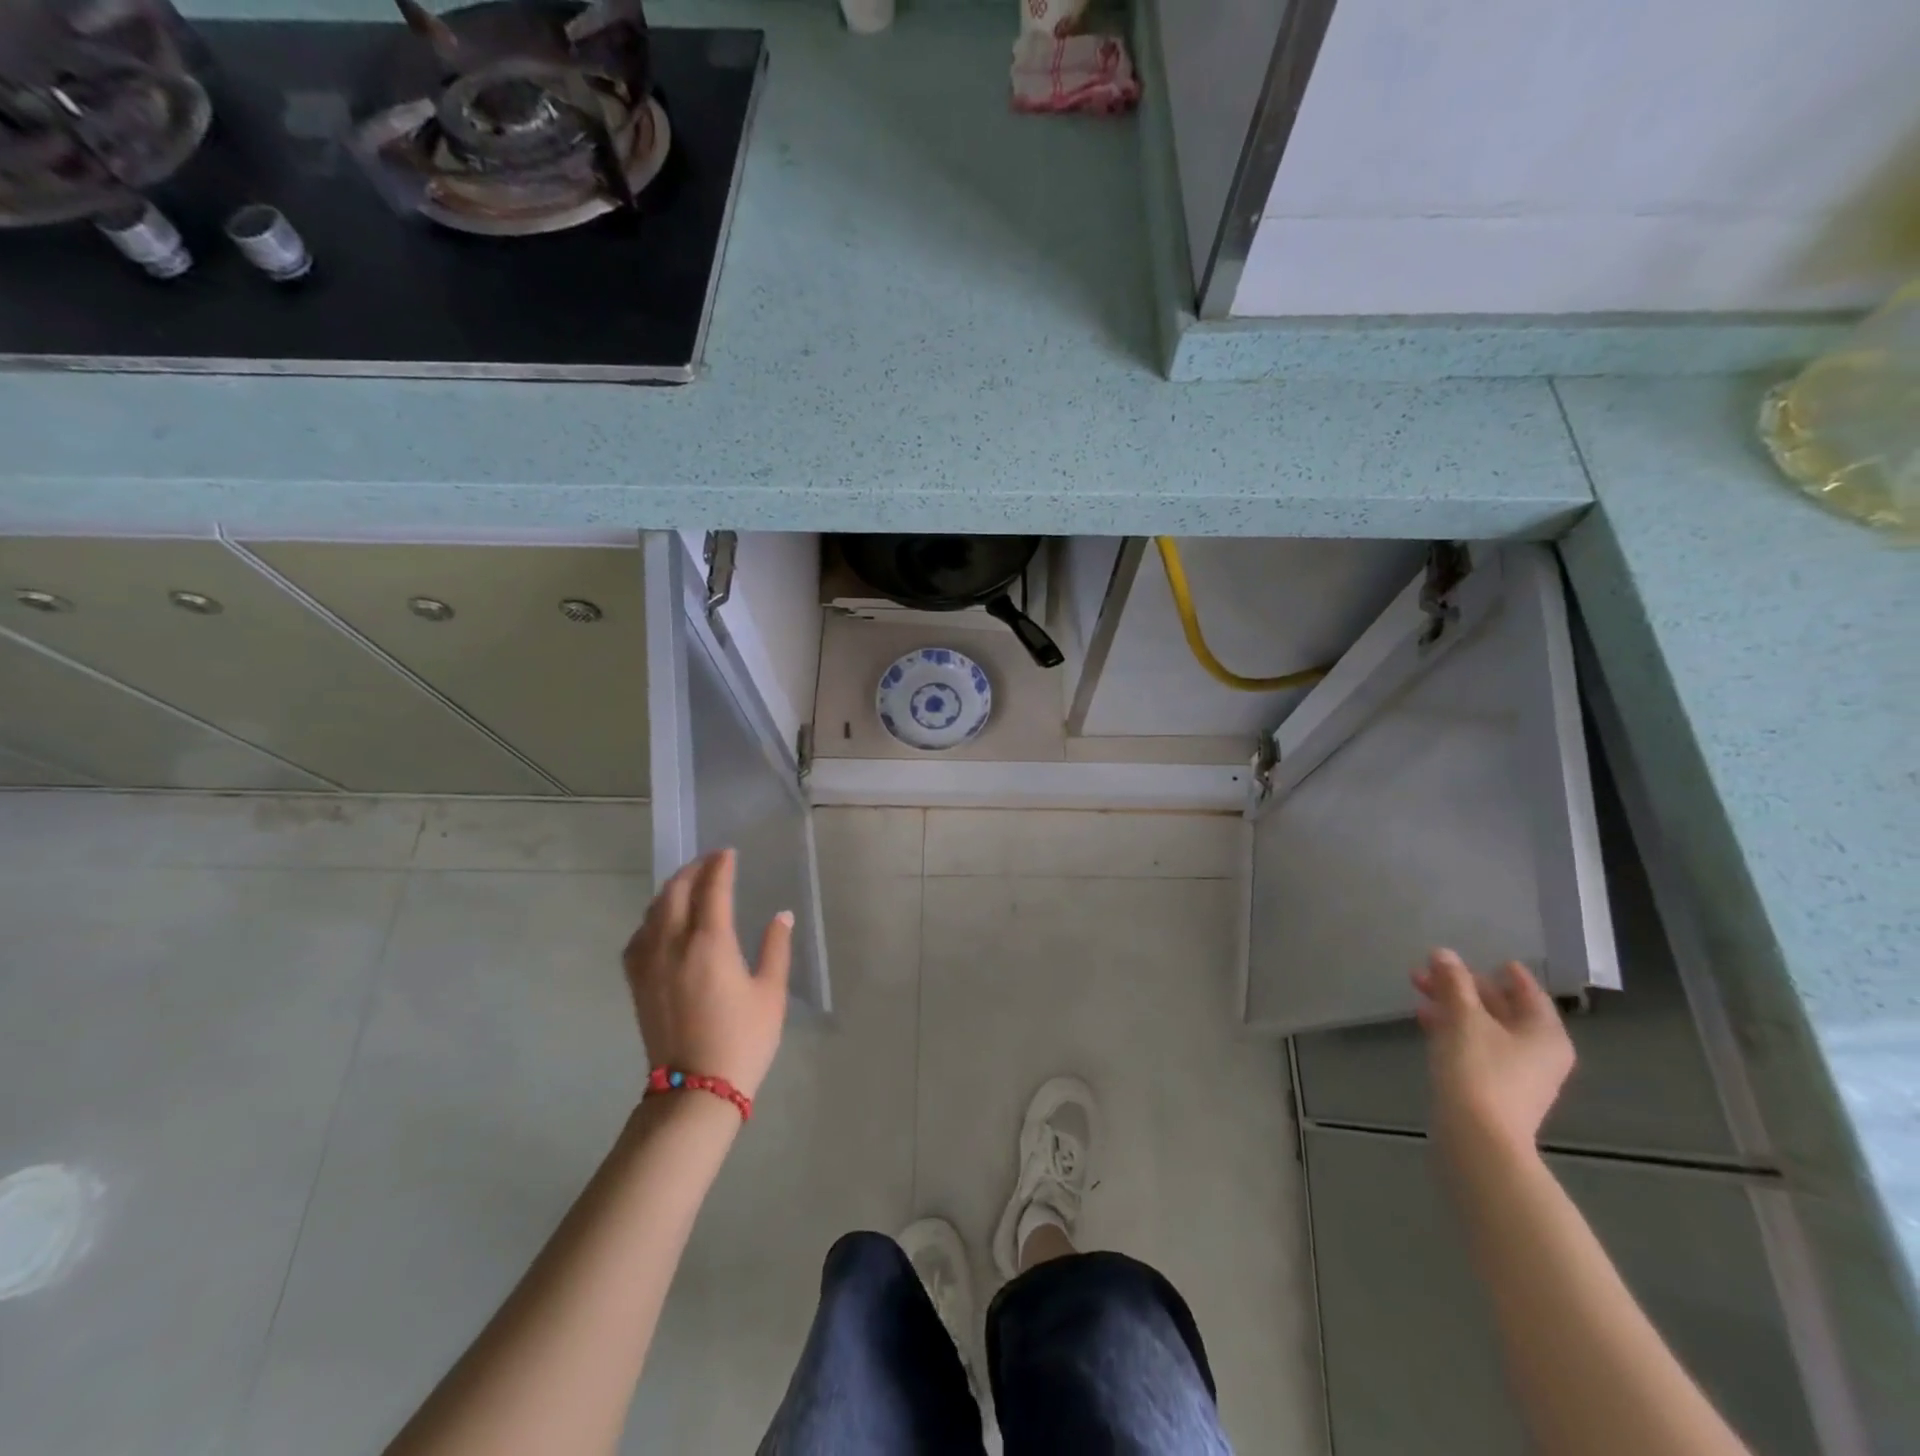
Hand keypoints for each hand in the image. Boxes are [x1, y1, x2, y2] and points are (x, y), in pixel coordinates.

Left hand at [622, 849, 792, 1098]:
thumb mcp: (771, 993)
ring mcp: (650, 964)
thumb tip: (781, 915)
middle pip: (676, 892)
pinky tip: (659, 923)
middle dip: (692, 870)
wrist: (696, 1089)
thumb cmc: (743, 1039)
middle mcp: (674, 945)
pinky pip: (638, 938)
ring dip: (670, 890)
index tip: (728, 853)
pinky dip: (651, 919)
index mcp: (710, 943)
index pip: (712, 889)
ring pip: (653, 912)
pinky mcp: (637, 983)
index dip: (720, 866)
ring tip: (686, 884)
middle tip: (709, 862)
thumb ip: (775, 948)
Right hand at [1413, 949, 1573, 1153]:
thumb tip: (1443, 954)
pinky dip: (1453, 1030)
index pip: (1528, 992)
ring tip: (1418, 990)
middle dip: (1465, 987)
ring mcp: (1518, 1073)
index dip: (1508, 973)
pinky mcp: (1494, 1088)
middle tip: (1429, 969)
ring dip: (1453, 1007)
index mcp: (1544, 1032)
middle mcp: (1538, 1051)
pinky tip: (1426, 1022)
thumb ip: (1453, 982)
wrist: (1477, 1138)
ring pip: (1484, 1028)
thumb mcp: (1463, 1018)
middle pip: (1502, 1008)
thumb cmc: (1479, 1070)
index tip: (1489, 958)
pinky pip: (1476, 1047)